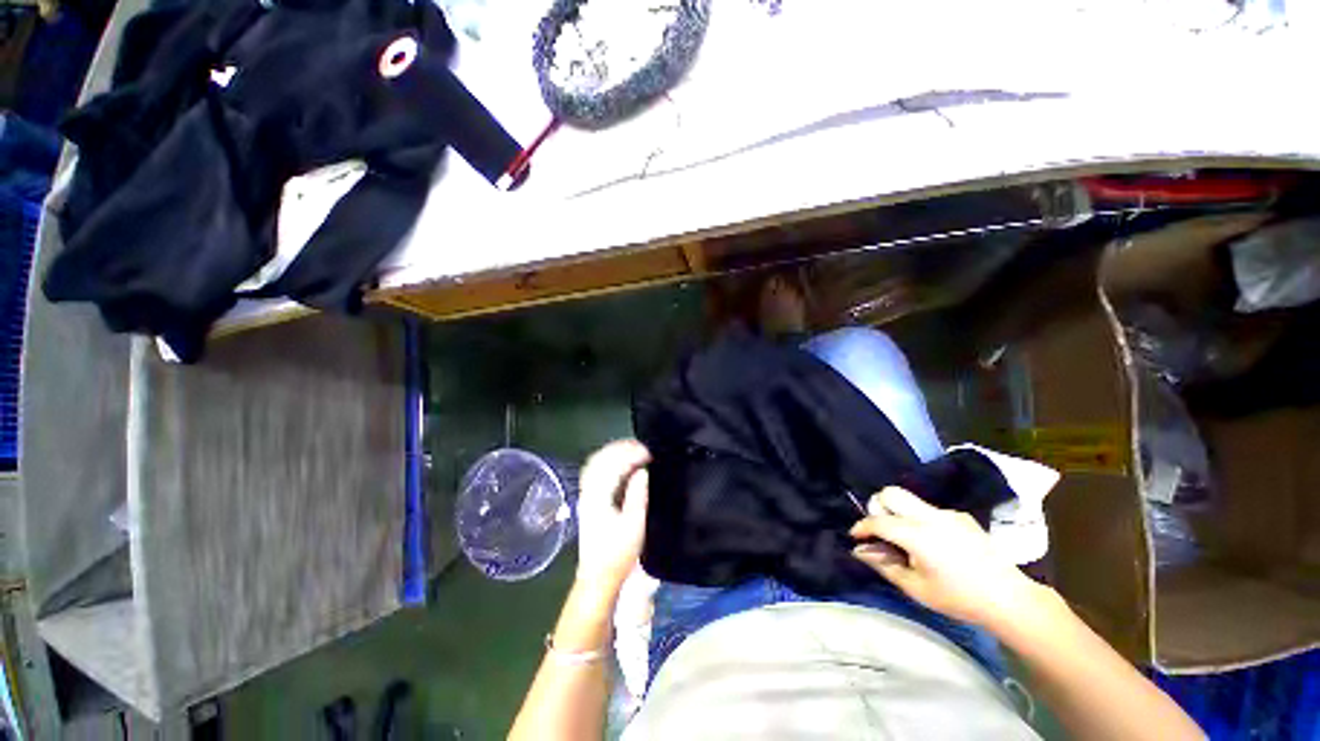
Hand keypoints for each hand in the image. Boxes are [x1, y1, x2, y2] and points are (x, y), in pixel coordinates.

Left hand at [574, 439, 650, 599]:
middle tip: (644, 448)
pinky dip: (608, 460)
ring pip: (597, 462)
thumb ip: (638, 495)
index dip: (631, 453)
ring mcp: (586, 494)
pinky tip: (620, 462)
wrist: (598, 577)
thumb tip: (642, 470)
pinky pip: (595, 470)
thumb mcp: (634, 526)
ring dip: (615, 452)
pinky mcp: (588, 499)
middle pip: (601, 458)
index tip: (649, 453)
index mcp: (599, 496)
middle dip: (623, 448)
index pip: (613, 464)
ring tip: (635, 451)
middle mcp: (589, 491)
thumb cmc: (618, 554)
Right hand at [849, 487, 1040, 629]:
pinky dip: (920, 519)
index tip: (855, 536)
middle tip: (881, 529)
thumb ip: (884, 565)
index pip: (878, 521)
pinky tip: (933, 543)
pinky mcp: (961, 517)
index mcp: (917, 534)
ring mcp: (948, 514)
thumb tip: (860, 551)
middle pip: (891, 493)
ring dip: (899, 512)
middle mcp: (929, 516)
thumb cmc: (958, 598)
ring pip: (910, 499)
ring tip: (906, 539)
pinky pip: (930, 510)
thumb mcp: (916, 588)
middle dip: (878, 506)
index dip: (861, 527)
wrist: (1009, 598)